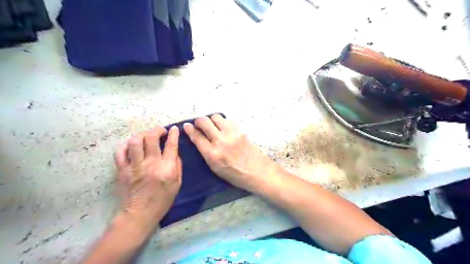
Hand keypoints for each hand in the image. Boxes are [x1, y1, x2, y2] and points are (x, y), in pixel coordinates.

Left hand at [113, 127, 181, 231]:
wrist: (139, 214)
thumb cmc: (162, 200)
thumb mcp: (177, 184)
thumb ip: (178, 166)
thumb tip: (174, 151)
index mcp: (167, 169)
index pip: (171, 145)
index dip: (173, 134)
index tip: (174, 129)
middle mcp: (151, 164)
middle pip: (151, 138)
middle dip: (157, 130)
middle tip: (160, 132)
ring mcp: (135, 166)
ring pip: (135, 142)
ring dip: (142, 135)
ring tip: (146, 136)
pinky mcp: (122, 170)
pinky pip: (121, 152)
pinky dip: (126, 145)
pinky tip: (132, 146)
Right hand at [181, 113, 276, 191]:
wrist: (257, 170)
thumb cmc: (234, 174)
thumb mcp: (215, 168)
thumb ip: (206, 152)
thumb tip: (198, 138)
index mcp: (212, 154)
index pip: (197, 137)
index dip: (189, 129)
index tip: (186, 126)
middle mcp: (220, 141)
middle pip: (204, 122)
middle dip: (199, 121)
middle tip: (199, 124)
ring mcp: (231, 133)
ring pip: (216, 117)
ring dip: (211, 120)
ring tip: (212, 126)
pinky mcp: (240, 130)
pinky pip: (227, 120)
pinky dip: (222, 123)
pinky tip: (223, 129)